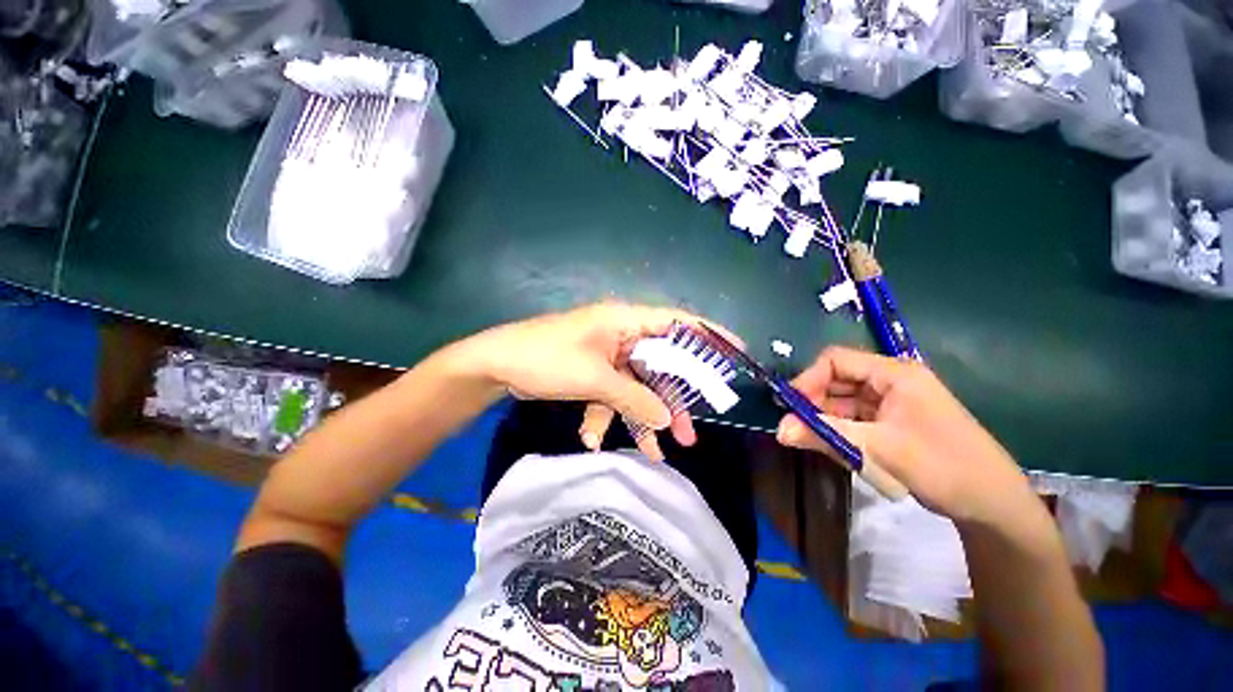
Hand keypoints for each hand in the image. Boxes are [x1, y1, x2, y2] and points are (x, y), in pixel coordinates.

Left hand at [458, 303, 732, 460]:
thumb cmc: (547, 359)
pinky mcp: (594, 372)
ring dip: (643, 417)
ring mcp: (608, 355)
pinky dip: (607, 416)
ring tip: (656, 452)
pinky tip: (592, 437)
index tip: (736, 352)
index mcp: (625, 321)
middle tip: (691, 432)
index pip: (677, 322)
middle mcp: (622, 335)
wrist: (497, 366)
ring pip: (638, 387)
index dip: (708, 336)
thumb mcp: (594, 379)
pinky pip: (613, 395)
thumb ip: (634, 399)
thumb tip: (666, 420)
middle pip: (661, 366)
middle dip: (674, 400)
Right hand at [776, 346, 1038, 527]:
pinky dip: (839, 432)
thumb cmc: (943, 466)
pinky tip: (835, 449)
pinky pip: (853, 420)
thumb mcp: (879, 448)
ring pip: (842, 403)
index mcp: (894, 374)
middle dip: (813, 403)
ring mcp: (891, 403)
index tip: (789, 406)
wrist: (993, 504)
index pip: (836, 361)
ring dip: (825, 420)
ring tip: (813, 442)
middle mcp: (890, 382)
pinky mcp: (891, 423)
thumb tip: (779, 430)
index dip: (808, 378)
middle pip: (836, 381)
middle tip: (795, 428)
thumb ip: (825, 435)